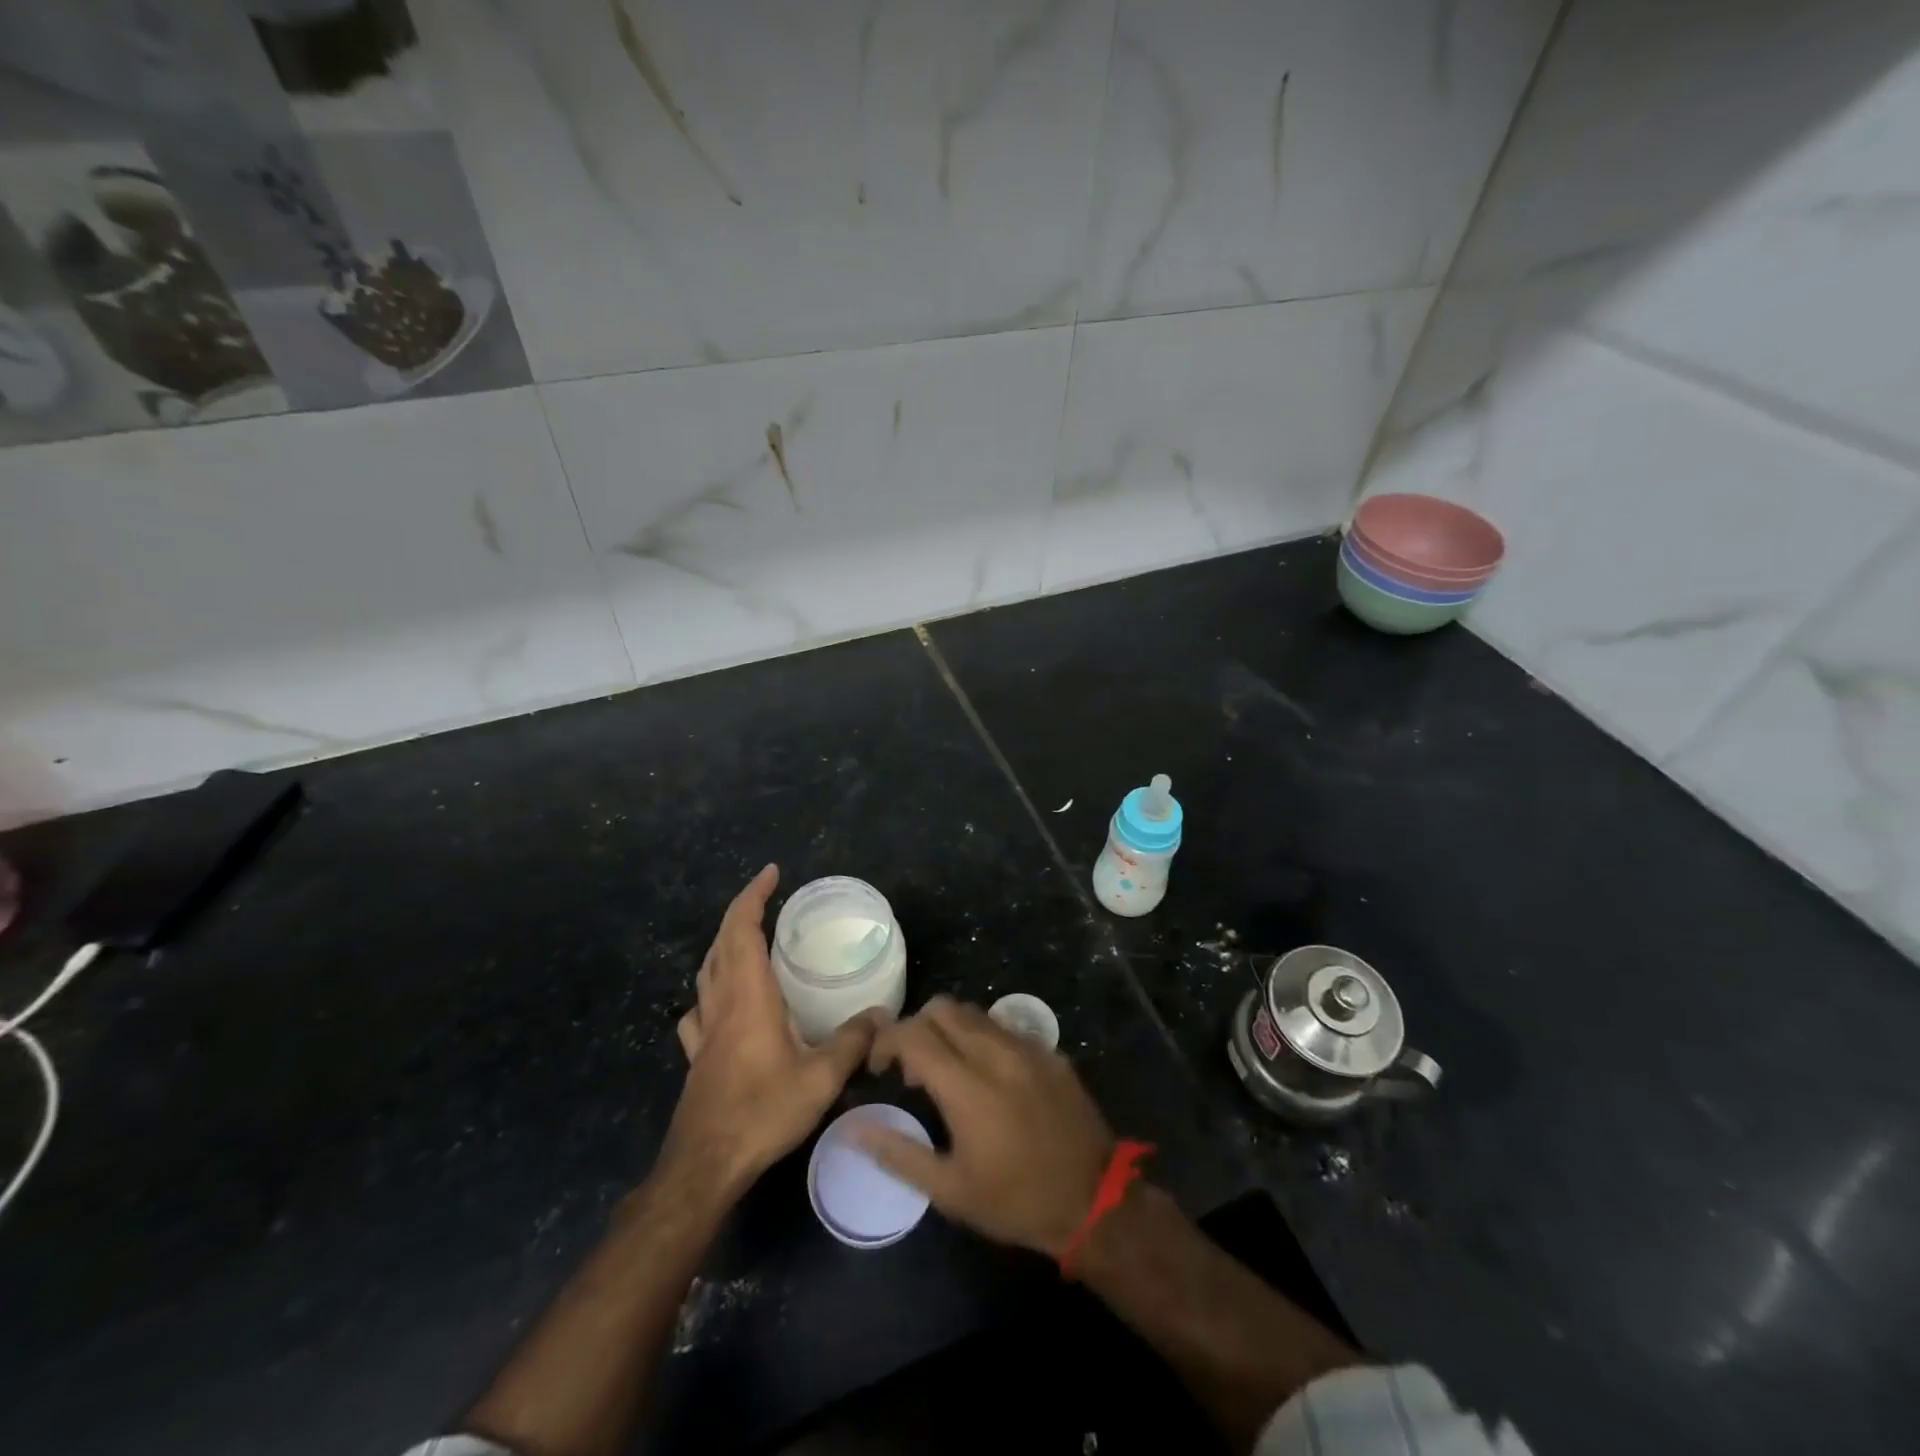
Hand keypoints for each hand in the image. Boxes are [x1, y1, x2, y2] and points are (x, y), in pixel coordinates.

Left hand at [664, 865, 884, 1195]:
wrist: (705, 1164)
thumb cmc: (763, 1112)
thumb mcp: (821, 1077)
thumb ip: (853, 1041)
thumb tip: (883, 1015)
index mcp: (749, 996)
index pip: (743, 929)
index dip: (753, 896)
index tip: (772, 872)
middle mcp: (722, 1003)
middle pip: (721, 943)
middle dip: (740, 911)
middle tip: (766, 897)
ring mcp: (704, 1030)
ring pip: (706, 971)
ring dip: (724, 945)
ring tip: (747, 939)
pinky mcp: (697, 1056)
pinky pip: (698, 1008)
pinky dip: (709, 989)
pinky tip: (719, 1002)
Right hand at [859, 995, 1114, 1256]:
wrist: (1094, 1199)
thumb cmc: (1015, 1200)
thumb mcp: (950, 1190)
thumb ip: (898, 1153)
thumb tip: (854, 1128)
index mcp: (966, 1085)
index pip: (914, 1032)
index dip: (887, 1041)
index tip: (880, 1067)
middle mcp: (996, 1052)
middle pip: (942, 1008)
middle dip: (917, 1027)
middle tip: (914, 1068)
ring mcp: (1027, 1047)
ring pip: (975, 1012)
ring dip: (950, 1030)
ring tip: (949, 1070)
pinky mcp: (1050, 1051)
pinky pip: (1005, 1027)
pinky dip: (983, 1038)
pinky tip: (989, 1076)